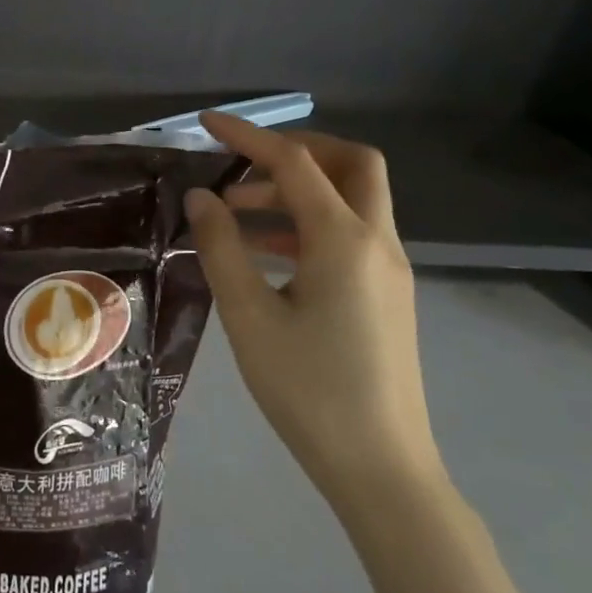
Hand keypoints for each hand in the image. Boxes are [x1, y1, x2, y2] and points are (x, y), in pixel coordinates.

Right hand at [184, 111, 442, 509]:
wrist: (382, 469)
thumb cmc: (309, 390)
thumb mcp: (249, 316)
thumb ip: (221, 247)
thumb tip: (201, 197)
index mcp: (344, 240)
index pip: (295, 163)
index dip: (248, 136)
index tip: (207, 123)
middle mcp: (377, 242)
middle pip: (351, 164)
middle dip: (297, 150)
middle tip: (244, 164)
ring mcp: (389, 269)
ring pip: (351, 199)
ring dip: (296, 191)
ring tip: (235, 216)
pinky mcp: (388, 294)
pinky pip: (350, 234)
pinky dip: (308, 224)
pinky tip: (265, 253)